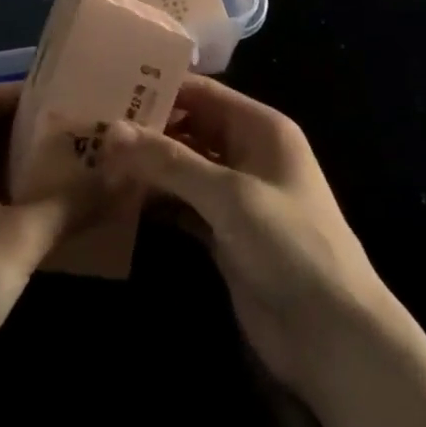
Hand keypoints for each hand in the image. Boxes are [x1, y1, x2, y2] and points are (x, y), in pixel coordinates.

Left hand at [0, 82, 78, 426]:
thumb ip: (76, 200)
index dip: (36, 92)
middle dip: (46, 132)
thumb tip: (131, 170)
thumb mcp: (21, 236)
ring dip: (40, 170)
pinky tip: (69, 212)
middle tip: (97, 132)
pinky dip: (28, 202)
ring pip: (0, 170)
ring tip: (94, 166)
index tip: (82, 96)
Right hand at [100, 76, 394, 400]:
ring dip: (146, 167)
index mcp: (260, 128)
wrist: (334, 338)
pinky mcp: (223, 234)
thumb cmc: (290, 245)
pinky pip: (181, 205)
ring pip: (181, 168)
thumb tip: (111, 131)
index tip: (109, 87)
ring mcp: (234, 196)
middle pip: (188, 128)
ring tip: (93, 159)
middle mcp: (246, 153)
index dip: (159, 88)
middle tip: (91, 127)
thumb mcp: (229, 195)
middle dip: (146, 130)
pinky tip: (117, 198)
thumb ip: (170, 161)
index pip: (202, 93)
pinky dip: (154, 201)